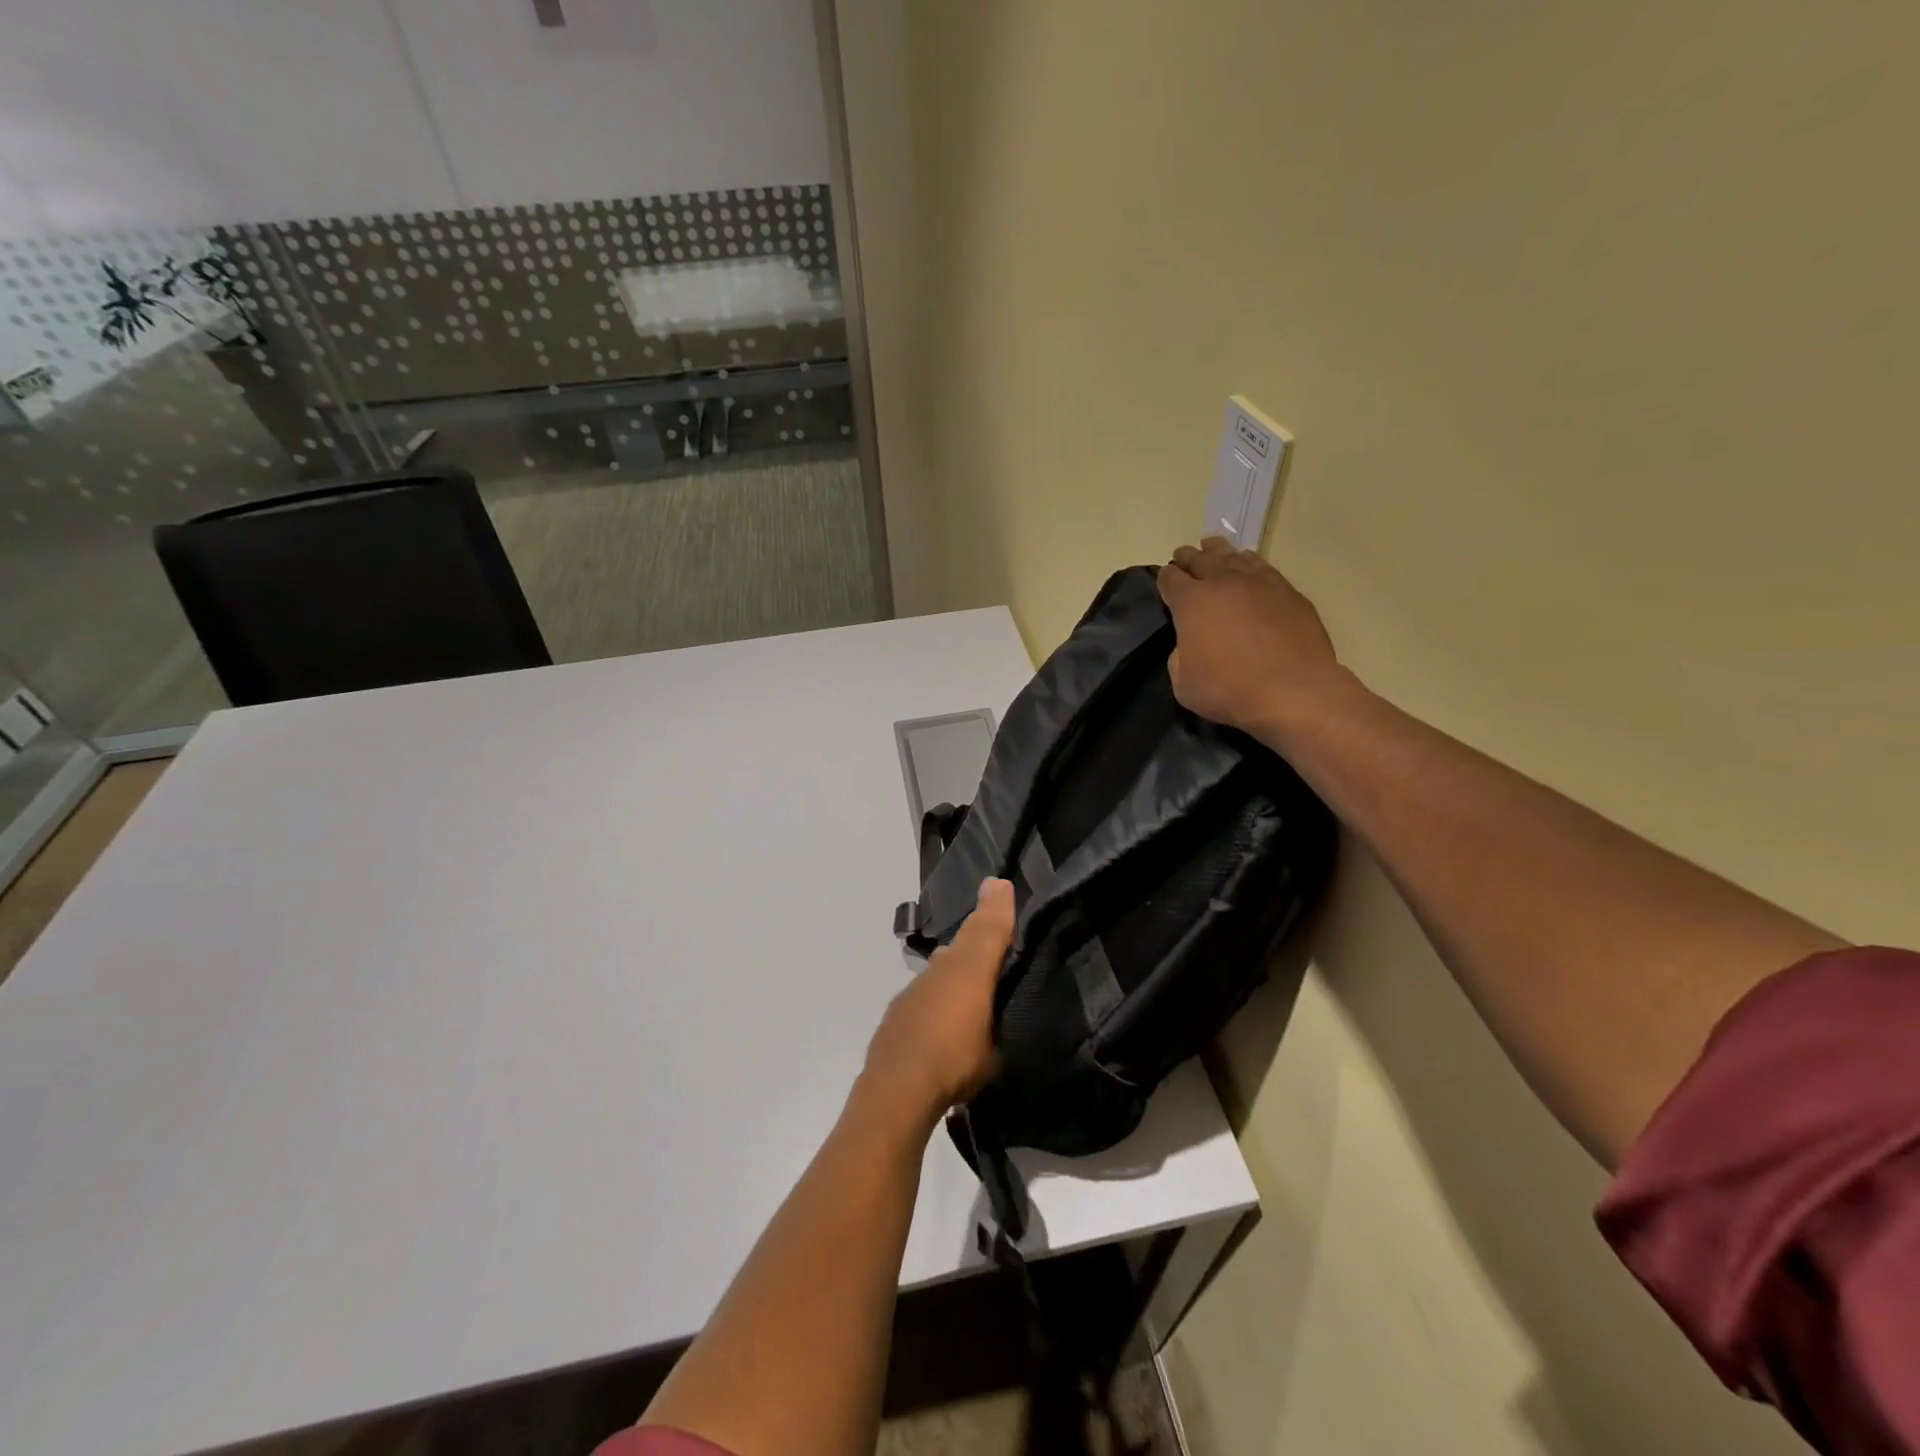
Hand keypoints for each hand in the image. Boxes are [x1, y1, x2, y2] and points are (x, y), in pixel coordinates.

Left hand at [862, 879, 1015, 1124]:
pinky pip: (925, 999)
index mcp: (966, 969)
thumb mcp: (994, 1034)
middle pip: (961, 950)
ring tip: (973, 1001)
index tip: (999, 886)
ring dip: (955, 979)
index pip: (986, 928)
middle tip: (995, 957)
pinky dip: (937, 1004)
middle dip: (977, 947)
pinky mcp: (896, 1016)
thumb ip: (1001, 992)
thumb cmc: (956, 1059)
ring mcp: (912, 993)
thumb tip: (1003, 966)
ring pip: (940, 974)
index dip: (996, 907)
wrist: (897, 1092)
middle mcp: (936, 971)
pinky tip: (944, 1028)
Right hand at [1158, 538, 1345, 738]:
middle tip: (1183, 555)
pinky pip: (1262, 566)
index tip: (1165, 580)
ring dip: (1218, 551)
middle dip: (1188, 558)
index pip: (1170, 579)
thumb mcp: (1183, 683)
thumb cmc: (1228, 689)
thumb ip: (1180, 657)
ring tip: (1212, 546)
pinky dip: (1249, 561)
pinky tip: (1248, 562)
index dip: (1165, 578)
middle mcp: (1223, 582)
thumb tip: (1190, 644)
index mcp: (1191, 602)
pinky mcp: (1287, 592)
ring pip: (1232, 556)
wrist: (1292, 689)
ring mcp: (1258, 583)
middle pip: (1200, 560)